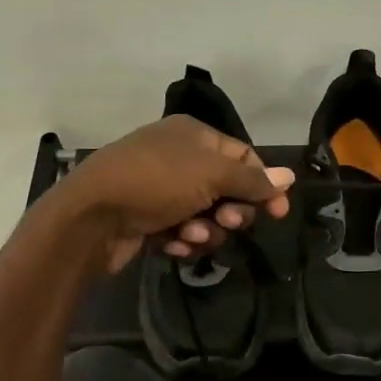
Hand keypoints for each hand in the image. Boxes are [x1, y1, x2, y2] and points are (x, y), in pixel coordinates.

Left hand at [50, 116, 295, 274]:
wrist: (91, 217)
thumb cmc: (155, 182)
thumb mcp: (210, 175)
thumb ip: (252, 180)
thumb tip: (290, 176)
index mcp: (194, 136)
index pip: (244, 157)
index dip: (264, 184)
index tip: (279, 213)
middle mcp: (179, 159)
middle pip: (228, 190)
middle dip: (231, 212)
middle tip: (226, 223)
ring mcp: (161, 191)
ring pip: (206, 217)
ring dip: (205, 231)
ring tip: (188, 235)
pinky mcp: (148, 221)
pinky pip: (182, 233)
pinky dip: (181, 241)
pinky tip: (169, 244)